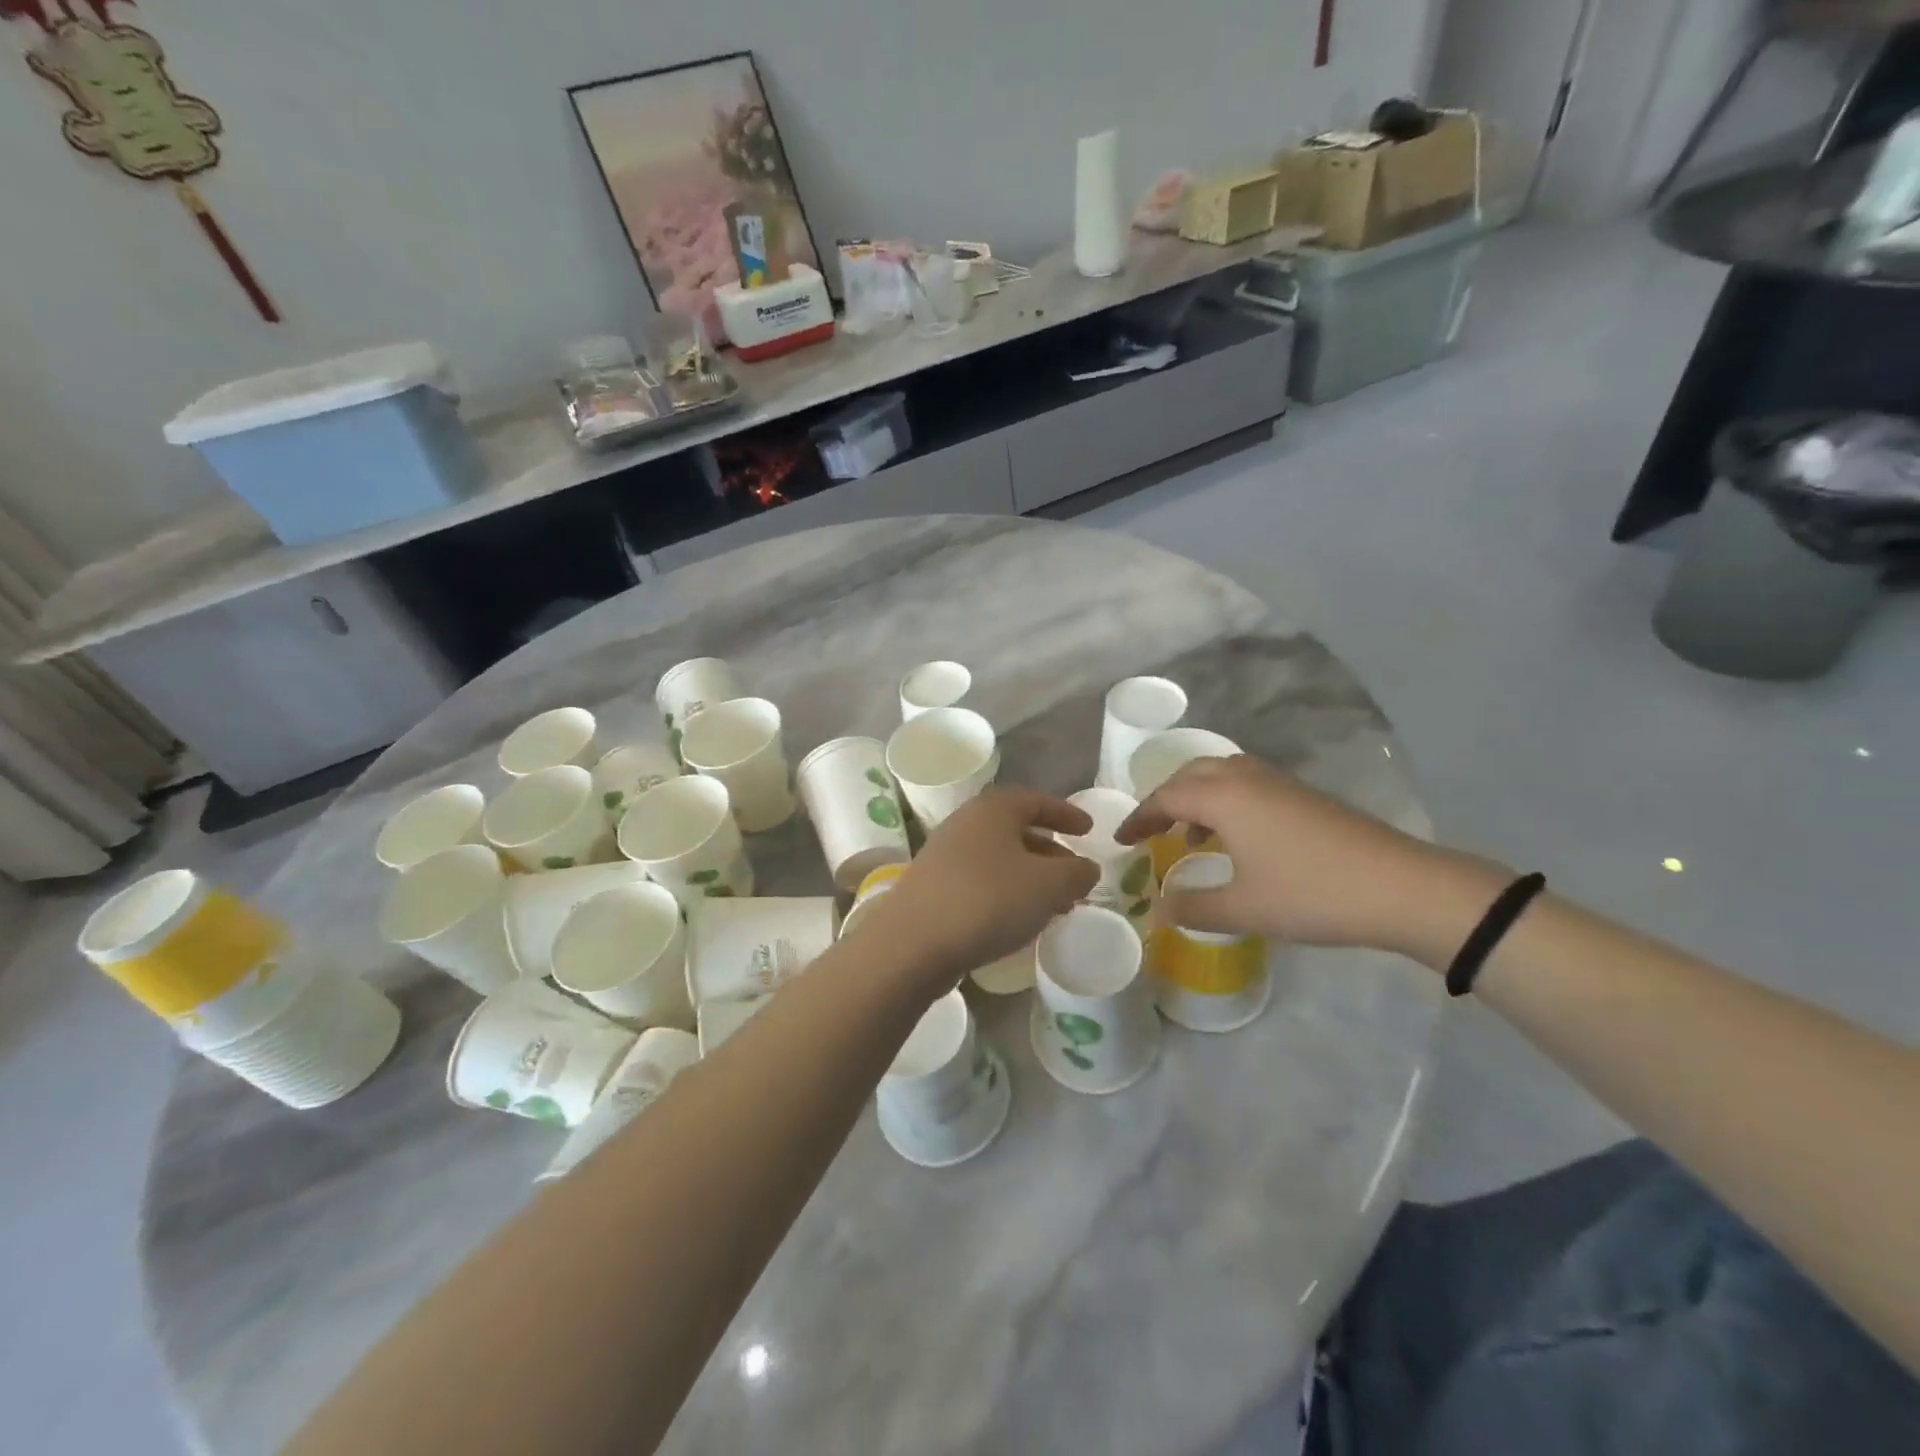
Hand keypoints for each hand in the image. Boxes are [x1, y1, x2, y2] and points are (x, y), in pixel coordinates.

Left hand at [857, 788, 1098, 986]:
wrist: (913, 942)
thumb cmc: (988, 900)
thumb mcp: (1048, 885)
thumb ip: (1076, 873)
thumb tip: (1086, 868)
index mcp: (993, 809)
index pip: (1037, 801)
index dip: (1066, 814)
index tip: (1089, 830)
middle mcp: (966, 823)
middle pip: (1017, 830)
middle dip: (1050, 851)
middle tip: (1075, 875)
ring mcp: (945, 854)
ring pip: (1000, 858)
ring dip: (1030, 876)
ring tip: (1055, 904)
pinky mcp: (934, 886)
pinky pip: (982, 880)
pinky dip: (1007, 892)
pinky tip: (1019, 919)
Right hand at [1115, 755, 1509, 962]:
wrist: (1400, 887)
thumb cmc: (1311, 894)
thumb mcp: (1243, 909)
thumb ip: (1193, 906)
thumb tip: (1159, 907)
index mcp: (1225, 797)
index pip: (1166, 796)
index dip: (1139, 817)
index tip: (1121, 840)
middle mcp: (1247, 778)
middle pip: (1191, 774)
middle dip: (1164, 798)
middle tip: (1150, 829)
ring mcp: (1279, 783)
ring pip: (1222, 773)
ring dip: (1197, 796)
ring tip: (1190, 833)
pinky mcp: (1303, 795)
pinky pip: (1247, 783)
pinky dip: (1225, 800)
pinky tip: (1236, 837)